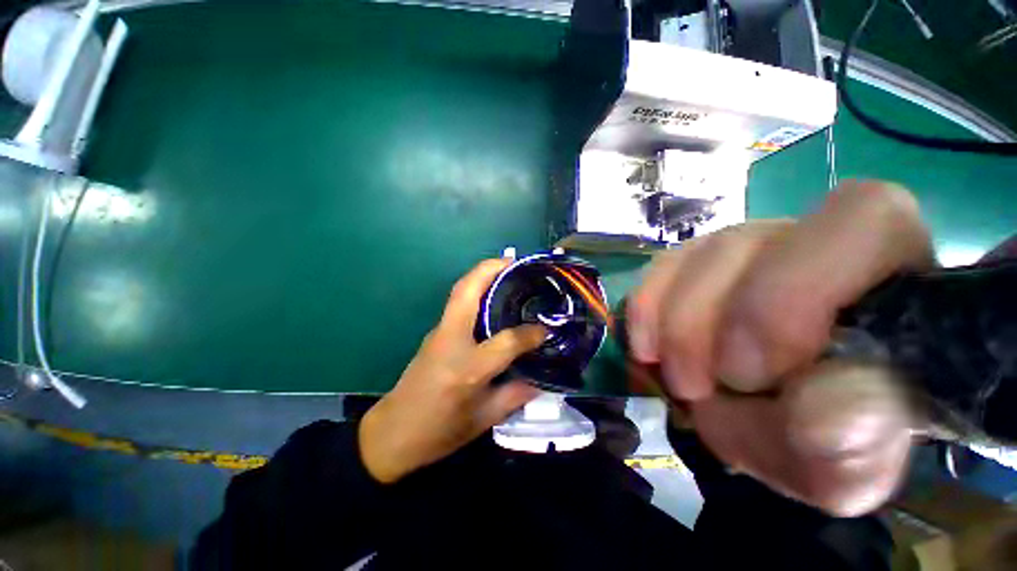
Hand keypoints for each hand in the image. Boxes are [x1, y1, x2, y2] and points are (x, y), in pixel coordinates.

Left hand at [359, 259, 545, 483]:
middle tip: (515, 263)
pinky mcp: (434, 332)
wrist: (392, 434)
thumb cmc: (438, 432)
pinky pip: (457, 303)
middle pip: (468, 291)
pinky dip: (475, 290)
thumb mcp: (483, 420)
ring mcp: (439, 332)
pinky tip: (492, 298)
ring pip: (460, 292)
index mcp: (467, 368)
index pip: (507, 340)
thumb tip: (541, 379)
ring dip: (482, 275)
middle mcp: (451, 340)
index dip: (531, 333)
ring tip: (507, 272)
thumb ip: (516, 395)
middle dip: (492, 269)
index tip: (546, 329)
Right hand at [627, 180, 935, 515]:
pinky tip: (648, 348)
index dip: (786, 291)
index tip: (745, 372)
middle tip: (694, 388)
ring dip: (670, 323)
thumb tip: (824, 413)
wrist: (797, 424)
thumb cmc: (840, 439)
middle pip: (740, 245)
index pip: (860, 220)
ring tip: (678, 380)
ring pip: (692, 256)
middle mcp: (816, 244)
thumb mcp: (851, 465)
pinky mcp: (700, 267)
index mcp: (894, 277)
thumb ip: (853, 449)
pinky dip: (646, 309)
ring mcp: (750, 250)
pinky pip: (661, 270)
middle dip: (700, 322)